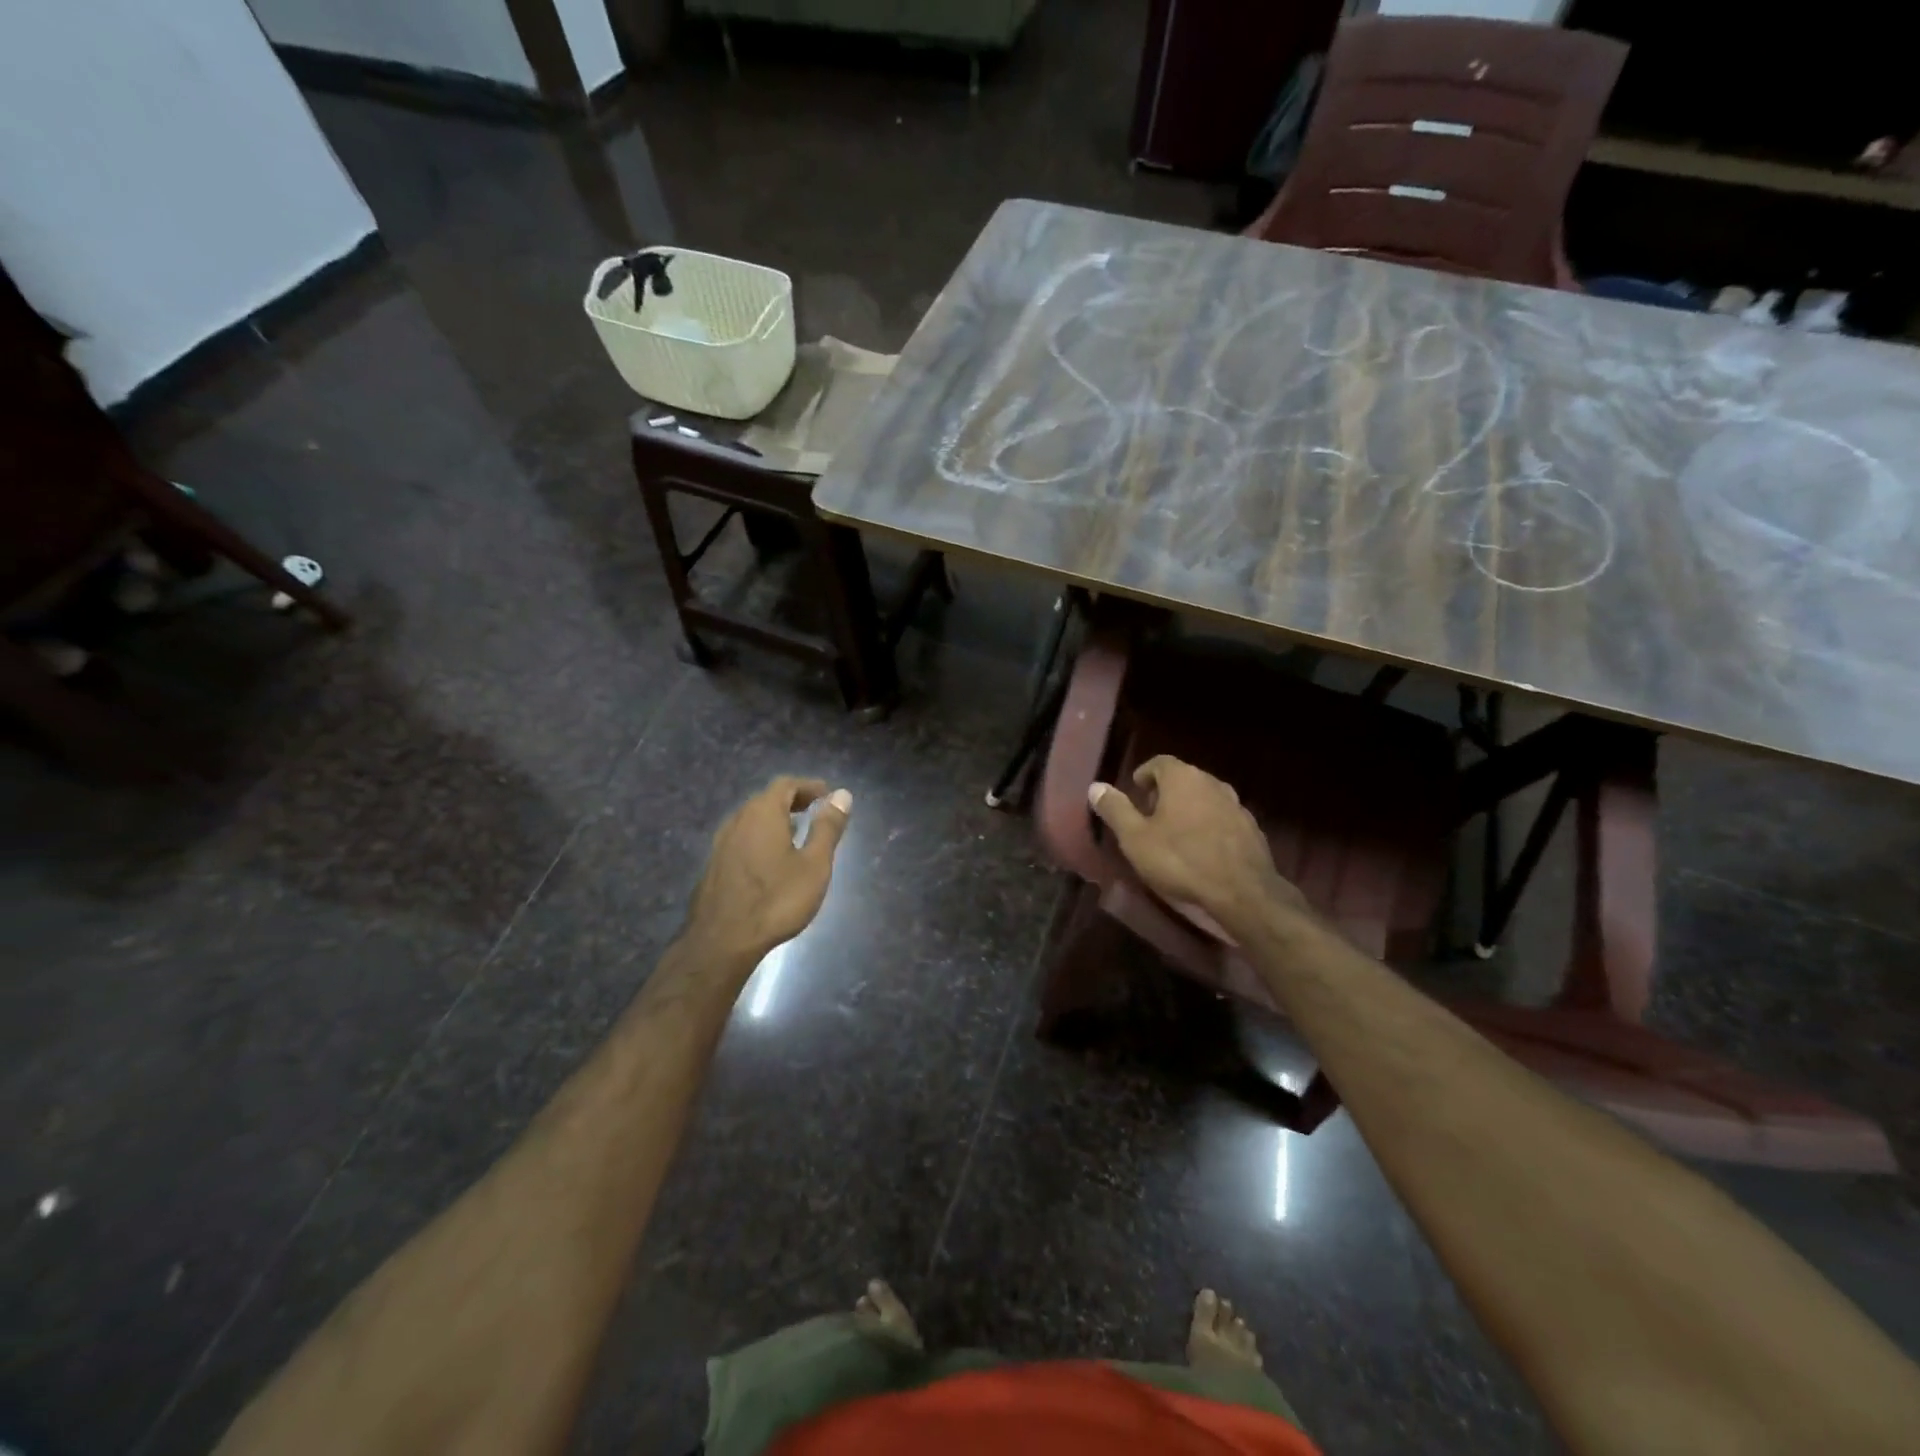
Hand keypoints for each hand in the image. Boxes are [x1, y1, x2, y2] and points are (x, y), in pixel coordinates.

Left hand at [685, 777, 851, 963]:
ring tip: (796, 833)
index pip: (786, 785)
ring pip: (751, 819)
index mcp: (763, 813)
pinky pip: (741, 837)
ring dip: (775, 819)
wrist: (722, 941)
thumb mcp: (814, 864)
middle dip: (792, 800)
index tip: (827, 794)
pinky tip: (770, 858)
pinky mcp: (713, 865)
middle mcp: (738, 820)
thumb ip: (828, 828)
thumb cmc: (776, 900)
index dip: (809, 786)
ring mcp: (721, 843)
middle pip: (766, 799)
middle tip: (815, 810)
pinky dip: (760, 836)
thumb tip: (842, 795)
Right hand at [1088, 755, 1306, 931]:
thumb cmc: (1180, 860)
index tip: (1135, 790)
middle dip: (1165, 791)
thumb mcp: (1135, 838)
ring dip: (1189, 808)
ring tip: (1175, 832)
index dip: (1145, 773)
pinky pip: (1223, 818)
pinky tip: (1202, 848)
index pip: (1160, 762)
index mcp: (1182, 778)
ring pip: (1205, 797)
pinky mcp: (1252, 828)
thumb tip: (1095, 786)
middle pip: (1184, 778)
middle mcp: (1212, 782)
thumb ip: (1115, 809)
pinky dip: (1209, 825)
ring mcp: (1236, 804)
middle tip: (1150, 813)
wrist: (1242, 891)